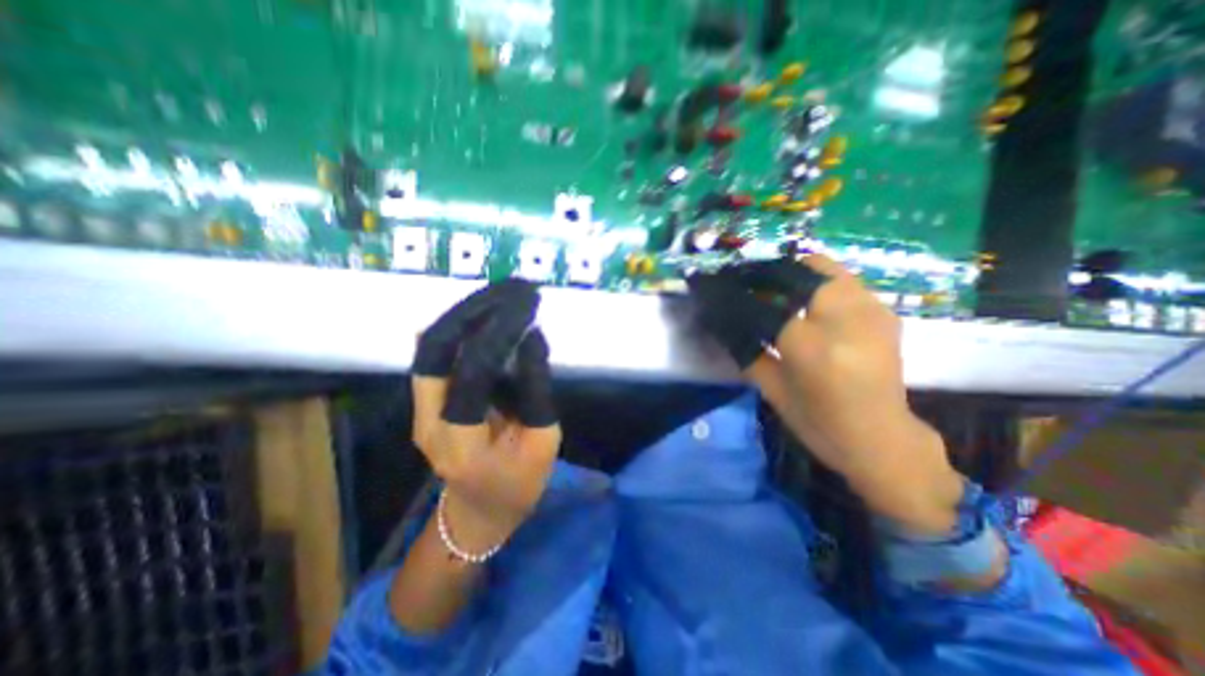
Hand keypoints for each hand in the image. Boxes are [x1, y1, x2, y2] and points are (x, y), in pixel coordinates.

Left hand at [412, 276, 562, 548]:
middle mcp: (428, 420)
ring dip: (467, 311)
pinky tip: (489, 311)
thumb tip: (531, 338)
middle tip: (513, 288)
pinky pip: (438, 351)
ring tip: (504, 292)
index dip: (501, 333)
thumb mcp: (543, 443)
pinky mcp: (426, 399)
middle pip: (435, 348)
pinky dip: (464, 325)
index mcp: (462, 442)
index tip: (529, 305)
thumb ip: (537, 391)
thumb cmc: (518, 485)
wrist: (475, 513)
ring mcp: (420, 408)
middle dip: (474, 309)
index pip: (474, 372)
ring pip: (432, 344)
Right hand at [687, 253, 961, 532]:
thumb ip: (746, 351)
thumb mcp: (771, 390)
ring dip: (787, 272)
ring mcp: (870, 310)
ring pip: (821, 267)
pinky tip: (800, 298)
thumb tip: (721, 322)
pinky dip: (813, 282)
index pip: (760, 307)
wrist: (881, 439)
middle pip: (794, 272)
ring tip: (769, 286)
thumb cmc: (817, 422)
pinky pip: (840, 280)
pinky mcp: (882, 310)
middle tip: (741, 281)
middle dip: (761, 273)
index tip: (713, 288)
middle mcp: (845, 319)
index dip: (733, 295)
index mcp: (811, 348)